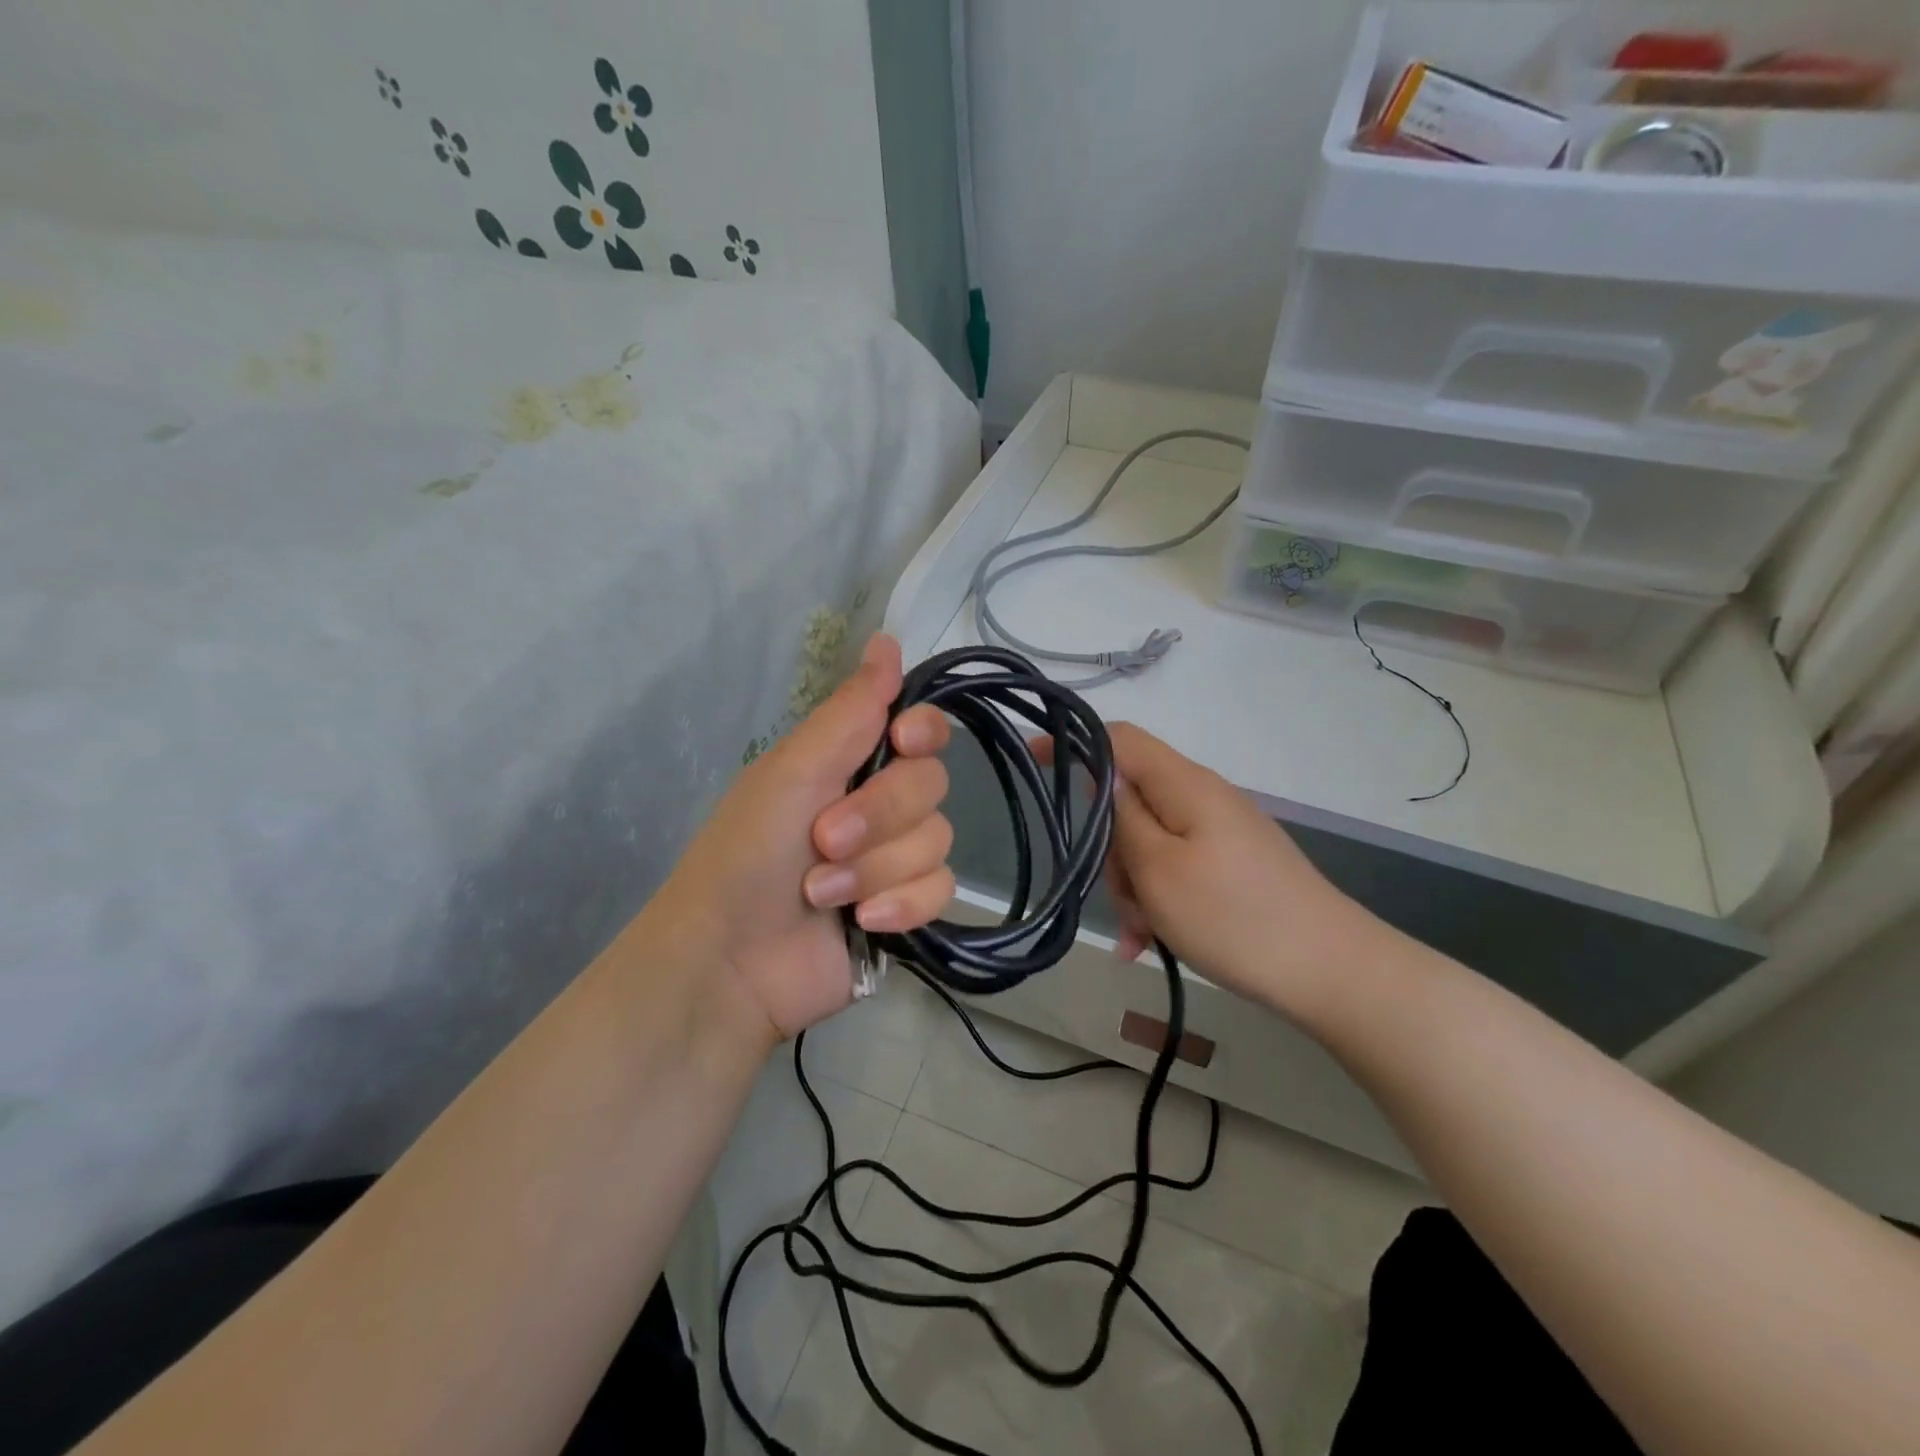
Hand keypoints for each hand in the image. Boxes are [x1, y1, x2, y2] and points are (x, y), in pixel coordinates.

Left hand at [644, 634, 953, 1044]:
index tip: (903, 742)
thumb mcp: (792, 772)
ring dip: (877, 868)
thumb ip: (849, 710)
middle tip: (824, 839)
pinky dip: (901, 905)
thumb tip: (886, 638)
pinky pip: (941, 890)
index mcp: (851, 762)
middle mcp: (880, 803)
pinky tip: (862, 922)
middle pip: (932, 785)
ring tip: (823, 891)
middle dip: (879, 816)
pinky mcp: (907, 907)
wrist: (730, 963)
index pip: (921, 728)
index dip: (923, 732)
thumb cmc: (746, 855)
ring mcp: (896, 858)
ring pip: (937, 840)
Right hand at [1099, 723, 1384, 1017]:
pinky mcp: (1230, 864)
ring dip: (1134, 885)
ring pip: (1148, 842)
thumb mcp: (1158, 869)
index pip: (1118, 738)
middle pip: (1129, 800)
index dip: (1072, 742)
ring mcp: (1218, 832)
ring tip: (1144, 936)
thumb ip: (1123, 817)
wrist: (1332, 971)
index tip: (1030, 760)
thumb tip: (1104, 777)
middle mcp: (1201, 797)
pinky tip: (1150, 944)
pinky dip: (1158, 900)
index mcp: (1184, 784)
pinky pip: (1175, 869)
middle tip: (1121, 899)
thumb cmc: (1234, 917)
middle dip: (1110, 848)